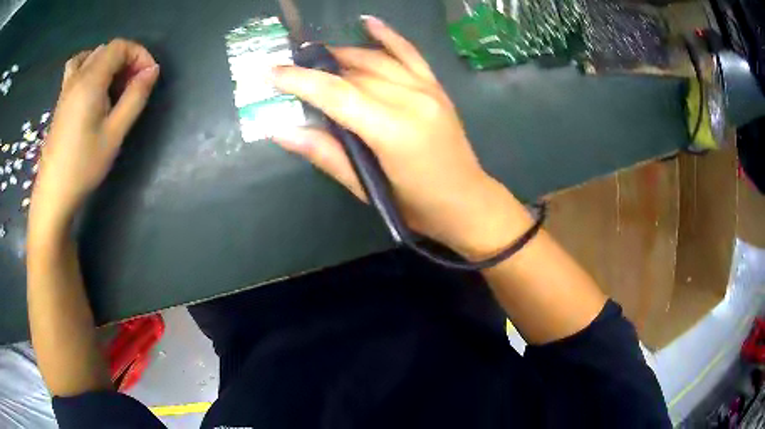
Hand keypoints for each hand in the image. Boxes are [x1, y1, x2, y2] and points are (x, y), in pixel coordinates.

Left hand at [30, 39, 159, 233]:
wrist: (53, 193)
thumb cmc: (84, 166)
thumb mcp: (115, 133)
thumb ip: (135, 97)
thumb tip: (152, 71)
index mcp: (90, 80)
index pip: (120, 46)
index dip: (139, 54)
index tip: (148, 78)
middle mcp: (77, 77)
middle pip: (107, 49)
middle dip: (126, 60)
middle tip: (134, 86)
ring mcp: (66, 88)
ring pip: (91, 56)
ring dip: (108, 63)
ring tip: (114, 85)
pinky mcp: (61, 100)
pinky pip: (78, 68)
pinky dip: (90, 67)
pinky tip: (94, 88)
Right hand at [272, 16, 529, 256]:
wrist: (466, 202)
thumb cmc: (415, 206)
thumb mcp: (366, 188)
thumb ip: (326, 153)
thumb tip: (281, 131)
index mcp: (392, 130)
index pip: (337, 94)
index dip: (300, 80)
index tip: (271, 72)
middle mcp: (411, 100)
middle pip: (353, 73)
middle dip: (317, 69)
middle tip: (289, 70)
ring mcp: (427, 89)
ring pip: (375, 60)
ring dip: (342, 53)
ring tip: (315, 56)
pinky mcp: (435, 87)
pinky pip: (409, 53)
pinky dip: (388, 36)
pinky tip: (368, 22)